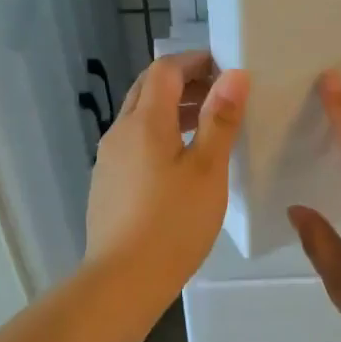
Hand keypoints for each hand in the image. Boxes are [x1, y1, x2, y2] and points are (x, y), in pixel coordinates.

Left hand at [86, 49, 248, 299]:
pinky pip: (133, 143)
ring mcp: (108, 159)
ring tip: (207, 127)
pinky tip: (179, 164)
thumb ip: (220, 119)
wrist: (123, 280)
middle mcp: (120, 132)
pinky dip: (158, 136)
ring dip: (171, 110)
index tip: (225, 69)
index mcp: (145, 121)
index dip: (194, 61)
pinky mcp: (106, 184)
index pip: (165, 70)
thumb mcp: (208, 169)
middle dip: (183, 83)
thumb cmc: (173, 222)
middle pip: (148, 89)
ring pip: (139, 118)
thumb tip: (234, 74)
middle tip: (220, 95)